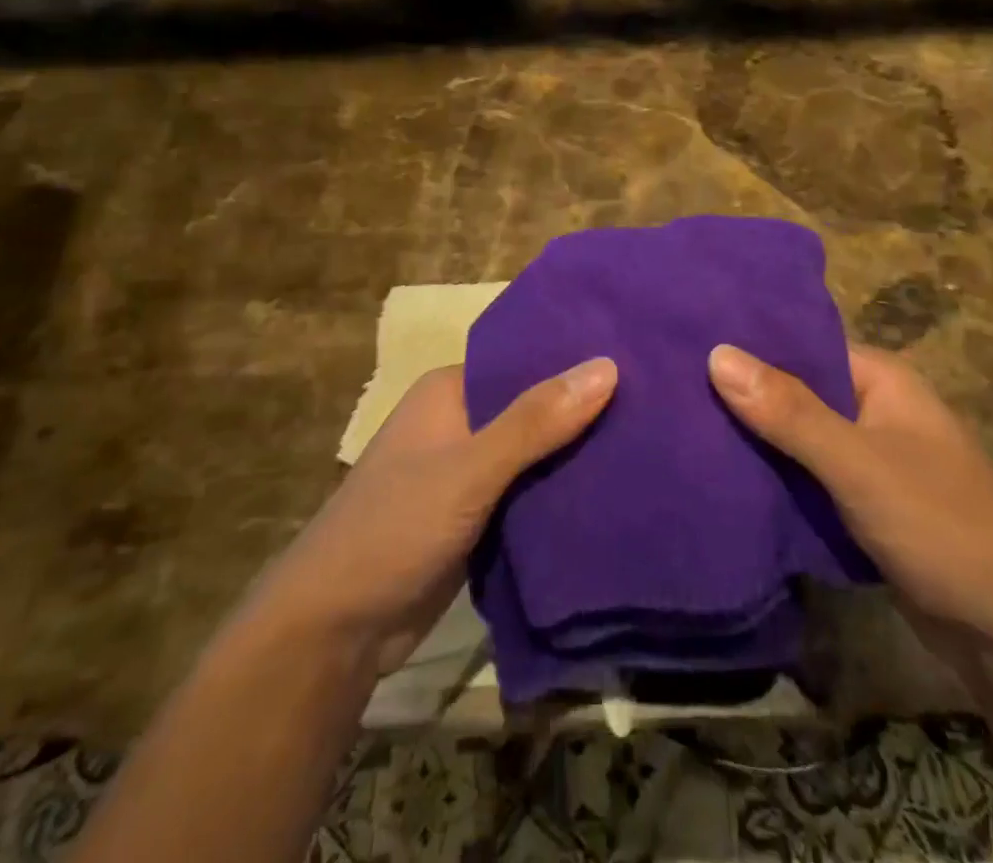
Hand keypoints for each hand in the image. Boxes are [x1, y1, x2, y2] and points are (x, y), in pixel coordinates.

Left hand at [264, 358, 617, 673]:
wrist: (335, 632)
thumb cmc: (394, 529)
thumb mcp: (469, 470)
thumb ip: (535, 421)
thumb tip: (608, 364)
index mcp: (450, 391)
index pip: (525, 361)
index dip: (576, 362)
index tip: (639, 361)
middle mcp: (459, 422)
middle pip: (533, 408)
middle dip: (583, 413)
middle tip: (657, 406)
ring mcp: (466, 472)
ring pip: (534, 454)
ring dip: (575, 456)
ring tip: (649, 444)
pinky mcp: (475, 517)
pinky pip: (527, 494)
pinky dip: (559, 494)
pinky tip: (611, 494)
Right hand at [708, 343, 992, 675]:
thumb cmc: (942, 526)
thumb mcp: (859, 464)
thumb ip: (789, 412)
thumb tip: (716, 352)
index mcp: (879, 378)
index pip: (799, 342)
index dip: (746, 344)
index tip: (684, 343)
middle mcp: (873, 408)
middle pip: (794, 390)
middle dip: (741, 395)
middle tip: (669, 390)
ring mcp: (868, 458)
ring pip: (796, 437)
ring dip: (753, 439)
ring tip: (679, 427)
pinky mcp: (862, 504)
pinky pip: (806, 477)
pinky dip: (772, 477)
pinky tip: (721, 476)